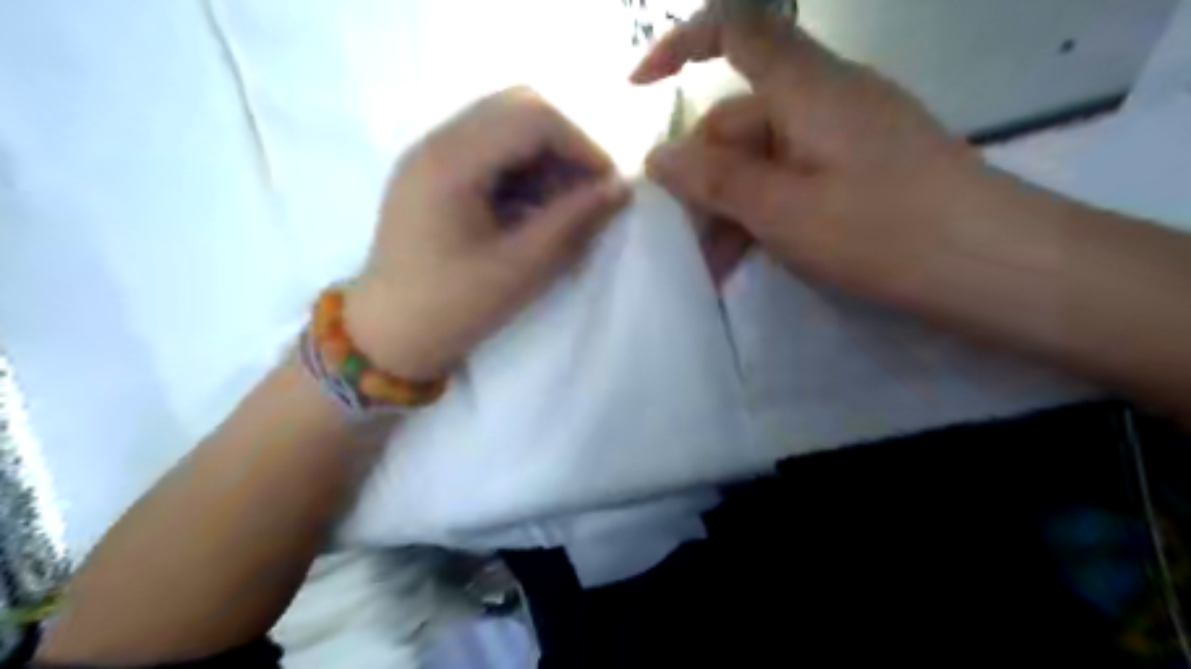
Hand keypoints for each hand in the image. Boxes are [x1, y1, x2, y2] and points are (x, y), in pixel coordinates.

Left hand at [345, 87, 627, 380]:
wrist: (388, 336)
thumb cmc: (452, 309)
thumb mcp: (521, 269)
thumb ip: (573, 223)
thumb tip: (620, 189)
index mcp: (451, 162)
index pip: (533, 118)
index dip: (582, 146)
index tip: (609, 187)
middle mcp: (436, 142)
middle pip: (517, 108)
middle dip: (565, 145)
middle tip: (587, 192)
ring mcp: (431, 155)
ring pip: (504, 126)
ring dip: (545, 157)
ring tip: (564, 206)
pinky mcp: (433, 174)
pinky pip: (488, 150)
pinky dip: (522, 171)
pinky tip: (533, 210)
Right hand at [632, 6, 987, 297]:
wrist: (993, 266)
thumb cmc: (883, 230)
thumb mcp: (783, 210)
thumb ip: (715, 180)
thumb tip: (657, 156)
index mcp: (807, 87)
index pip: (736, 29)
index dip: (680, 45)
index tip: (638, 89)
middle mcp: (823, 99)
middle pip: (739, 120)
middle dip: (702, 178)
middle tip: (683, 240)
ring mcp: (843, 137)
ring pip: (762, 161)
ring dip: (729, 209)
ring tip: (713, 266)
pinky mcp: (858, 170)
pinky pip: (791, 181)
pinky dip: (762, 215)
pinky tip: (746, 259)